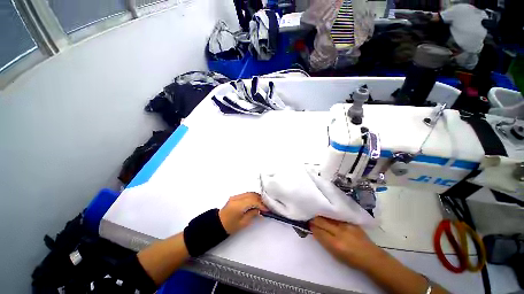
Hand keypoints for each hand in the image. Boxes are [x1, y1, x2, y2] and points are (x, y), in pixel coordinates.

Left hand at [219, 192, 267, 234]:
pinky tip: (255, 201)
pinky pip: (246, 194)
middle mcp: (237, 198)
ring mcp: (236, 196)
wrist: (218, 223)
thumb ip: (252, 214)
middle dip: (260, 199)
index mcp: (238, 205)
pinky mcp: (235, 196)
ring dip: (257, 197)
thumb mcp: (243, 223)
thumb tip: (259, 209)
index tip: (267, 209)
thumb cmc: (230, 226)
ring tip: (262, 204)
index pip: (253, 201)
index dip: (261, 204)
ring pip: (249, 193)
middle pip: (252, 195)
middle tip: (266, 205)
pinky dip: (252, 197)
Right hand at [310, 216, 386, 270]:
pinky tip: (328, 217)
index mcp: (335, 244)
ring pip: (328, 217)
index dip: (312, 227)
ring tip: (318, 217)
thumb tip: (315, 231)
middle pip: (321, 221)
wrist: (371, 257)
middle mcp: (339, 232)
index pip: (318, 231)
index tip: (309, 224)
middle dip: (314, 220)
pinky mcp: (350, 222)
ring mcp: (346, 225)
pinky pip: (336, 216)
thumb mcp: (335, 255)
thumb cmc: (352, 260)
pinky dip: (330, 217)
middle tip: (311, 219)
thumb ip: (324, 242)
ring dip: (321, 217)